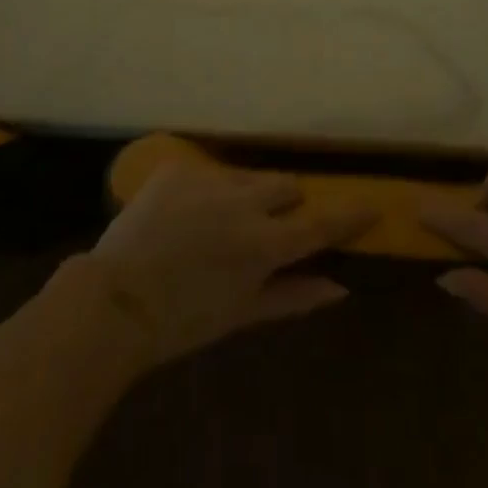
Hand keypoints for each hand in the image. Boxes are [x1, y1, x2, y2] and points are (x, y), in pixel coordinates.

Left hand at [85, 163, 376, 370]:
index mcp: (263, 244)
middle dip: (286, 204)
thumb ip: (295, 295)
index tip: (371, 204)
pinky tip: (187, 216)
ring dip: (247, 195)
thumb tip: (341, 286)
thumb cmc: (184, 320)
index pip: (320, 222)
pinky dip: (210, 190)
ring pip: (249, 176)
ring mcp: (210, 178)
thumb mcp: (242, 314)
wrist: (116, 300)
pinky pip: (211, 171)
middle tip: (266, 229)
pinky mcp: (180, 166)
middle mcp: (244, 201)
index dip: (349, 214)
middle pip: (287, 186)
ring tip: (219, 224)